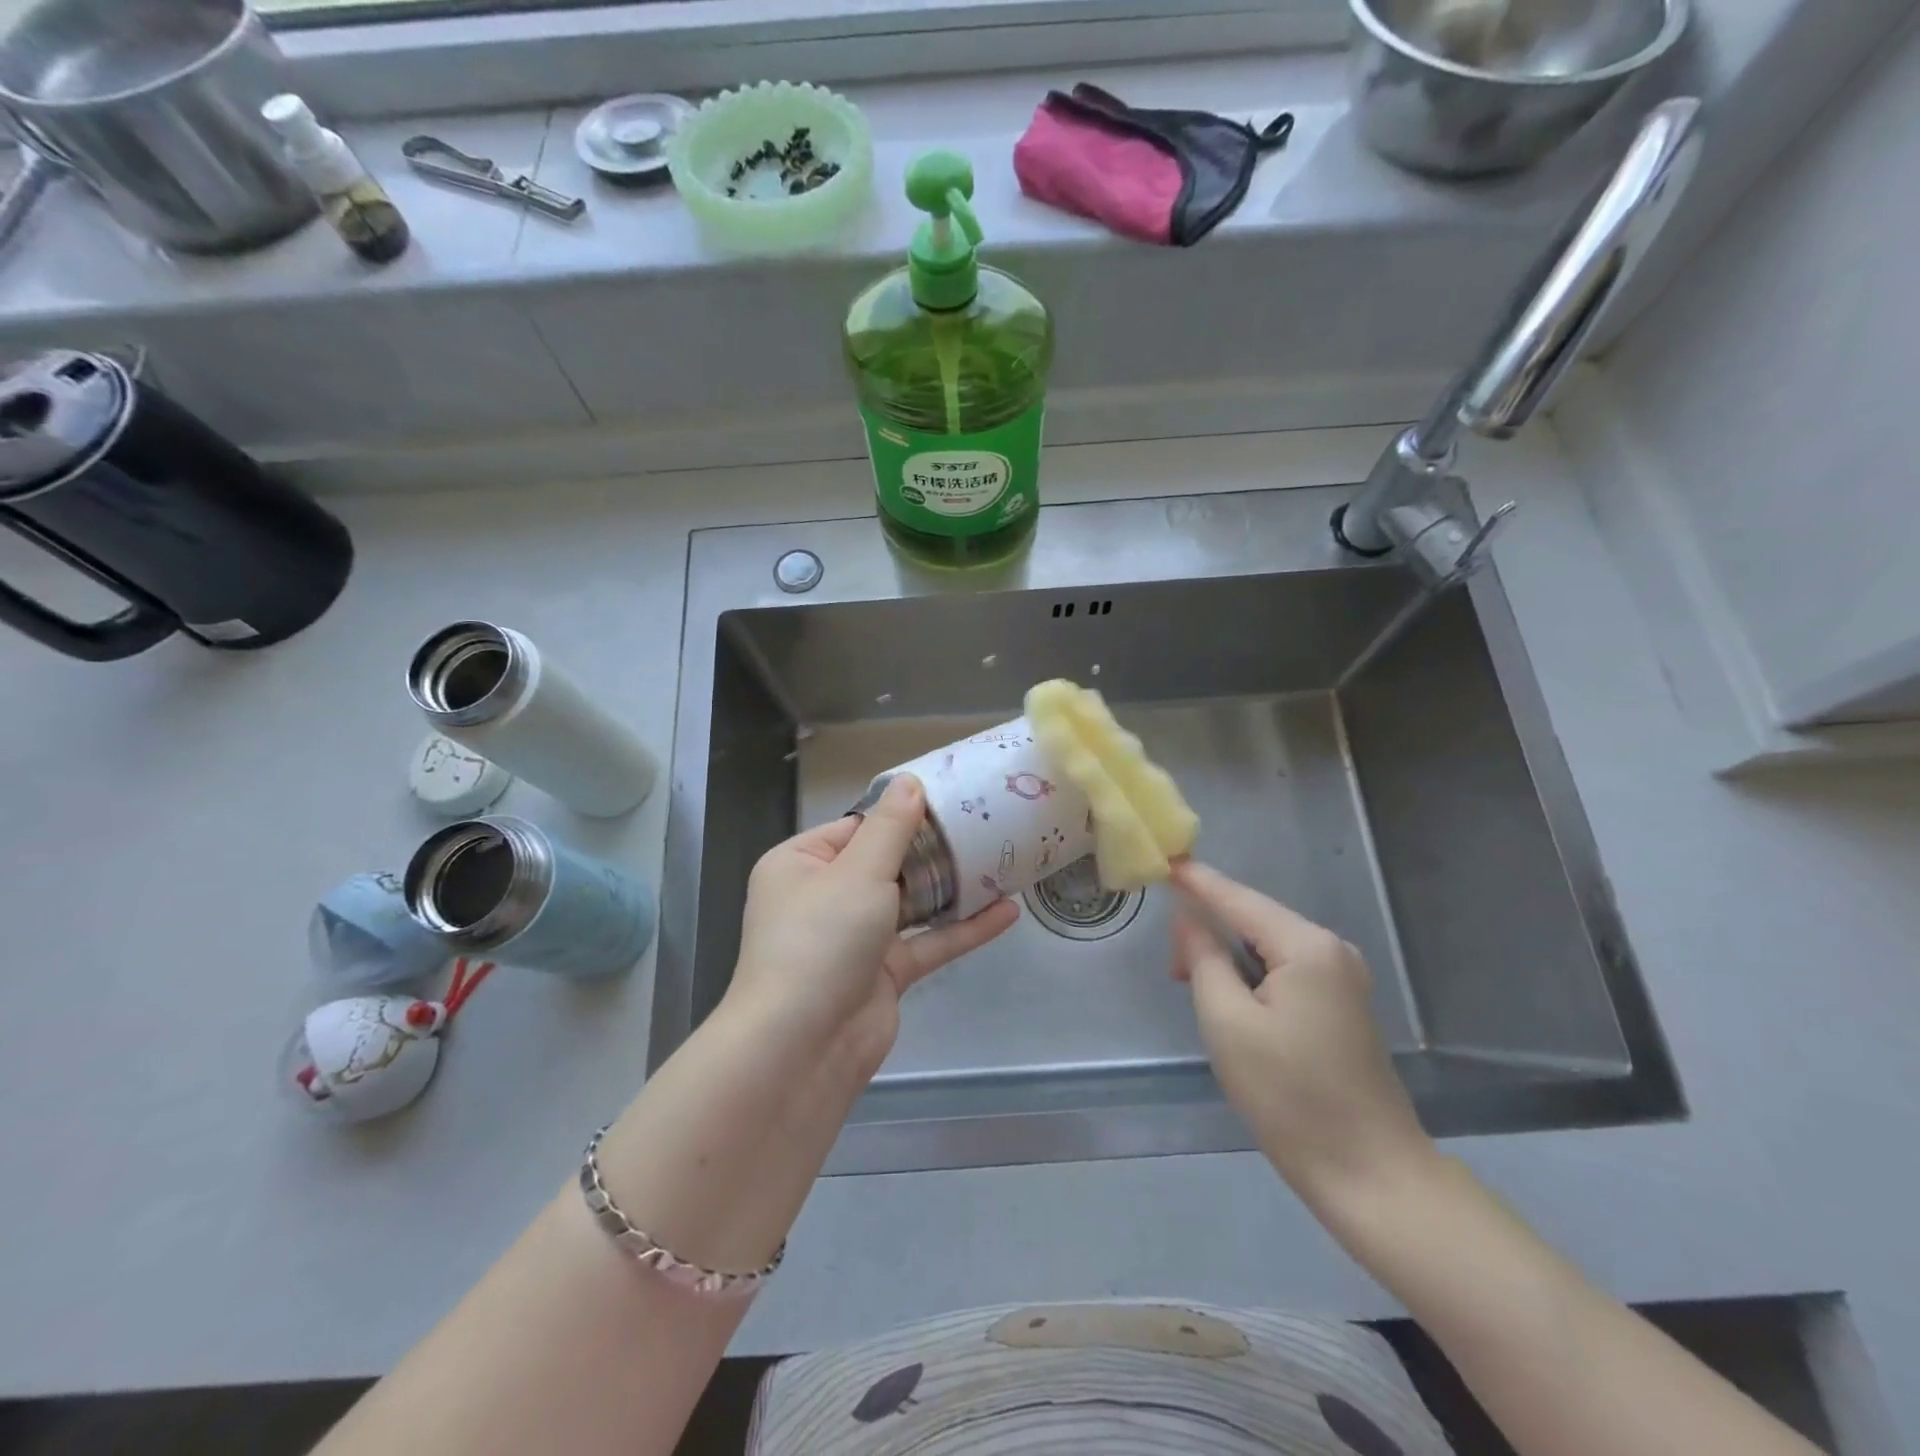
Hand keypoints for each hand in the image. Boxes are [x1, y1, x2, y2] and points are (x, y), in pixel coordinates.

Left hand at [725, 774, 1019, 1083]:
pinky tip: (1007, 912)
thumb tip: (910, 781)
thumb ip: (890, 827)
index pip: (857, 827)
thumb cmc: (821, 940)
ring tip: (1002, 860)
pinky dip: (962, 929)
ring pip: (911, 903)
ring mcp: (855, 938)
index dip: (902, 813)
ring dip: (952, 887)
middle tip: (985, 824)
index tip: (951, 798)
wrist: (803, 1047)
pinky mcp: (883, 974)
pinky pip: (927, 943)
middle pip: (887, 863)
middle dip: (933, 849)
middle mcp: (824, 897)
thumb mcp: (858, 872)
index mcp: (801, 864)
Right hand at [1171, 861, 1432, 1205]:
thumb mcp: (1227, 1022)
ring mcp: (1343, 977)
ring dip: (1228, 955)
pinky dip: (1252, 974)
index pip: (1237, 898)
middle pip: (1255, 919)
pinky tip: (1232, 997)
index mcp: (1306, 946)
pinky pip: (1286, 969)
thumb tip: (1189, 918)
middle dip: (1210, 929)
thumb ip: (1204, 958)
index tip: (1163, 860)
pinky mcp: (1343, 1004)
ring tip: (1193, 984)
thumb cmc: (1289, 1096)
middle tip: (1173, 970)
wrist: (1370, 1174)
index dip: (1197, 881)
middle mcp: (1331, 949)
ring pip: (1269, 945)